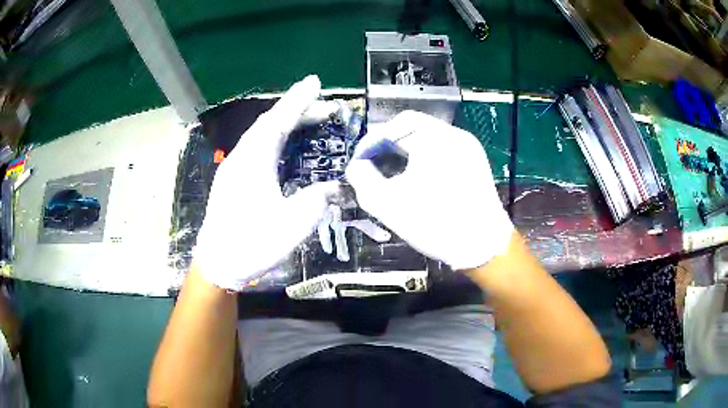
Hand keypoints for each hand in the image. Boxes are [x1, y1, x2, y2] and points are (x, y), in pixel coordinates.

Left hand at [194, 75, 337, 289]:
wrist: (218, 264)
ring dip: (286, 124)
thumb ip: (317, 199)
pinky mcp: (232, 179)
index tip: (315, 82)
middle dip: (298, 111)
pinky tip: (285, 147)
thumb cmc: (253, 244)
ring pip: (261, 135)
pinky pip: (256, 147)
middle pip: (270, 123)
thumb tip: (332, 187)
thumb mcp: (294, 224)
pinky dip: (275, 139)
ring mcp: (233, 167)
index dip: (298, 100)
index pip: (279, 120)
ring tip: (310, 122)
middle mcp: (241, 157)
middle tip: (326, 109)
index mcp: (254, 161)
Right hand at [345, 110, 512, 270]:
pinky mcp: (476, 160)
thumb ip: (362, 179)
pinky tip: (418, 175)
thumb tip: (357, 166)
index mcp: (432, 138)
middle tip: (373, 162)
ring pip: (429, 136)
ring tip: (393, 169)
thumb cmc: (434, 223)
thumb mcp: (387, 204)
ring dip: (407, 148)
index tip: (360, 161)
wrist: (483, 246)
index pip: (393, 125)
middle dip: (388, 143)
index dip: (371, 141)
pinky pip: (444, 148)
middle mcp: (453, 134)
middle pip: (412, 126)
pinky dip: (426, 155)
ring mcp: (468, 146)